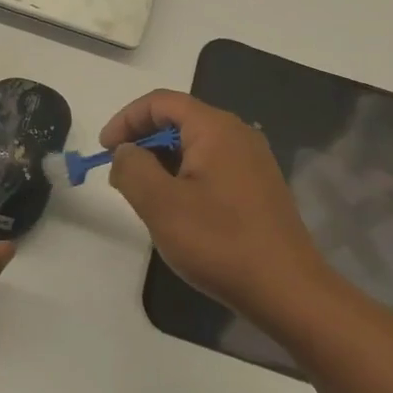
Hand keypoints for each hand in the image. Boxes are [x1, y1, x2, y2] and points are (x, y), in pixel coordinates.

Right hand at [102, 90, 332, 335]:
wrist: (287, 290)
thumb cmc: (219, 242)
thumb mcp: (161, 204)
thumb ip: (132, 168)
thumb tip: (126, 152)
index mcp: (215, 128)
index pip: (161, 102)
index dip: (126, 119)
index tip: (104, 150)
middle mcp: (238, 135)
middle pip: (179, 120)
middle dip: (143, 141)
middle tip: (121, 174)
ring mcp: (252, 162)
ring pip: (194, 145)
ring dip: (162, 161)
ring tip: (144, 196)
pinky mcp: (258, 188)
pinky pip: (211, 166)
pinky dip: (184, 176)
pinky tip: (177, 211)